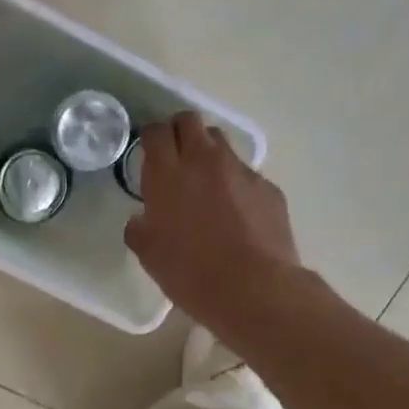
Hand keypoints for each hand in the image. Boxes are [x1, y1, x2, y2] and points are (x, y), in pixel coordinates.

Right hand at [124, 113, 301, 337]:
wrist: (253, 288)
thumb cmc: (190, 272)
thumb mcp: (148, 254)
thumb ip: (140, 227)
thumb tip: (143, 219)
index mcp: (167, 174)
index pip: (156, 132)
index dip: (151, 137)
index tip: (149, 151)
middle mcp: (204, 161)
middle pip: (190, 121)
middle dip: (180, 132)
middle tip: (175, 156)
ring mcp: (240, 171)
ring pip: (221, 144)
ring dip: (209, 154)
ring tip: (206, 184)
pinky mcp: (268, 187)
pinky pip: (246, 175)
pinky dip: (235, 186)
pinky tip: (236, 215)